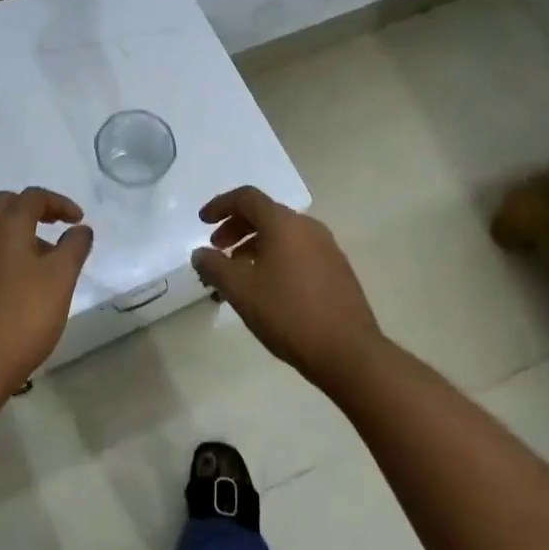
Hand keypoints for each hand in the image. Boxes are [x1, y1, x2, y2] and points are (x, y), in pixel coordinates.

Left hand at [0, 187, 94, 395]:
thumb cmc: (23, 317)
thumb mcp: (61, 279)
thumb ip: (74, 248)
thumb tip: (81, 229)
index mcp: (4, 228)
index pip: (32, 197)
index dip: (59, 203)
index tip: (79, 220)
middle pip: (5, 206)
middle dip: (33, 211)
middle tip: (57, 228)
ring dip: (19, 235)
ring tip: (44, 263)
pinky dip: (5, 258)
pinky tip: (20, 287)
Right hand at [192, 186, 381, 385]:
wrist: (348, 352)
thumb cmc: (288, 314)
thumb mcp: (240, 290)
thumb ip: (214, 266)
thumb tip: (200, 253)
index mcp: (284, 224)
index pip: (247, 198)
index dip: (220, 205)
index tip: (202, 222)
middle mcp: (308, 227)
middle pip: (265, 214)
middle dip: (236, 227)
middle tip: (217, 250)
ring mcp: (327, 248)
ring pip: (282, 234)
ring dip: (255, 244)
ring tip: (238, 273)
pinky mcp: (337, 269)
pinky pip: (298, 251)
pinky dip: (275, 257)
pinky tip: (267, 286)